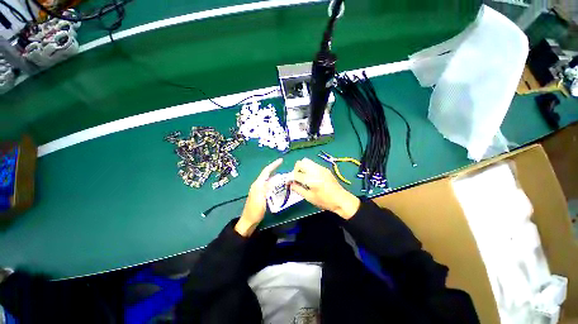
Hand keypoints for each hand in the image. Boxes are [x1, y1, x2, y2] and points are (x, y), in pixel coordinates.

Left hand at [235, 158, 282, 236]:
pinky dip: (274, 182)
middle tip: (283, 165)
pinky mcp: (261, 194)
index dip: (273, 165)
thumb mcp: (262, 197)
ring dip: (275, 175)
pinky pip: (268, 184)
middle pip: (267, 174)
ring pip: (268, 179)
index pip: (266, 171)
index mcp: (257, 184)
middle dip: (274, 168)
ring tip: (283, 173)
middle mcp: (257, 184)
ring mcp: (259, 189)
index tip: (281, 160)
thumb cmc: (255, 210)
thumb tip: (275, 178)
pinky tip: (278, 184)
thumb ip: (267, 187)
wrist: (249, 221)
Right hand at [290, 158, 359, 218]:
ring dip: (302, 168)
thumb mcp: (309, 197)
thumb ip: (298, 189)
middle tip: (297, 178)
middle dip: (296, 170)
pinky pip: (313, 164)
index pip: (296, 174)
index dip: (291, 178)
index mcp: (311, 178)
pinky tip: (311, 177)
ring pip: (306, 161)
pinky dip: (309, 168)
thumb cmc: (324, 201)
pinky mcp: (324, 168)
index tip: (290, 183)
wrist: (341, 199)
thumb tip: (290, 184)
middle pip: (300, 163)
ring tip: (304, 177)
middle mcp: (315, 170)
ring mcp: (321, 168)